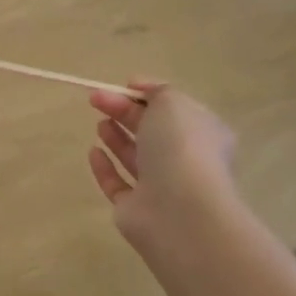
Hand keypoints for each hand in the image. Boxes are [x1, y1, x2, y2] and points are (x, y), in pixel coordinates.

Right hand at [87, 83, 238, 253]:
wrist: (179, 209)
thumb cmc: (181, 147)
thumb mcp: (172, 102)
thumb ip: (156, 92)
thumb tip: (141, 90)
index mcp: (203, 132)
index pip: (174, 109)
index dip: (148, 95)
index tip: (122, 86)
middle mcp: (184, 160)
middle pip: (150, 130)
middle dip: (124, 112)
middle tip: (97, 100)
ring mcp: (160, 187)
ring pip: (136, 157)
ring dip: (117, 138)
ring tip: (99, 123)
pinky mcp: (135, 208)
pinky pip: (117, 184)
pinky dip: (105, 167)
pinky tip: (93, 151)